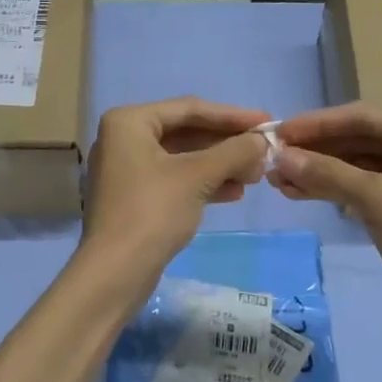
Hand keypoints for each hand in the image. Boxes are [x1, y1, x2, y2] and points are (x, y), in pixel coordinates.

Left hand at [83, 97, 271, 277]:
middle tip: (263, 151)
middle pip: (186, 132)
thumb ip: (233, 152)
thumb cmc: (153, 212)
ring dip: (219, 164)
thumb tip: (262, 141)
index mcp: (129, 121)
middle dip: (226, 144)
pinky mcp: (134, 197)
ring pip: (182, 157)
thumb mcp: (198, 176)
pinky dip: (203, 182)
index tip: (266, 121)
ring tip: (256, 174)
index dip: (232, 116)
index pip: (189, 109)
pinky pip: (174, 178)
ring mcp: (127, 169)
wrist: (115, 273)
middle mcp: (123, 138)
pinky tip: (235, 192)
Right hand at [269, 104, 381, 322]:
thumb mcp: (376, 198)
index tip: (279, 131)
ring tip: (277, 179)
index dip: (316, 124)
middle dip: (314, 150)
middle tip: (273, 157)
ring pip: (355, 163)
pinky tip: (298, 192)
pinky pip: (360, 184)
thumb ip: (327, 173)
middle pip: (356, 138)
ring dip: (318, 170)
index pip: (361, 117)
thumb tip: (279, 157)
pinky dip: (331, 188)